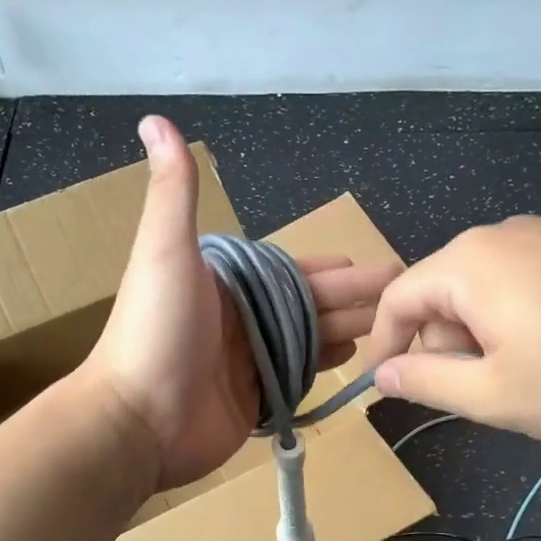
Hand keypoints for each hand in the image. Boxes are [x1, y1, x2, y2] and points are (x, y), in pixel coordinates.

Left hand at [84, 116, 399, 489]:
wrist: (137, 421)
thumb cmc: (155, 332)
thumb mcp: (165, 252)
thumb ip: (173, 192)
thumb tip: (155, 119)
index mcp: (225, 283)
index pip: (290, 270)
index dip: (330, 269)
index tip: (374, 265)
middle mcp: (240, 318)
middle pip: (309, 304)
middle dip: (355, 298)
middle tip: (404, 295)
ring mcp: (249, 361)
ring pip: (311, 338)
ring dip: (351, 328)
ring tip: (396, 325)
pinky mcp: (256, 399)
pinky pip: (302, 376)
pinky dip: (329, 365)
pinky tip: (358, 357)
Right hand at [368, 216, 540, 448]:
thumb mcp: (494, 395)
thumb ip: (426, 381)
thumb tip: (383, 373)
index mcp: (470, 262)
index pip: (397, 298)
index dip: (382, 344)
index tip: (382, 386)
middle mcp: (504, 235)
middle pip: (443, 291)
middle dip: (442, 344)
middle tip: (472, 395)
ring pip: (486, 289)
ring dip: (482, 337)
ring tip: (521, 381)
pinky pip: (526, 283)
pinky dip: (519, 321)